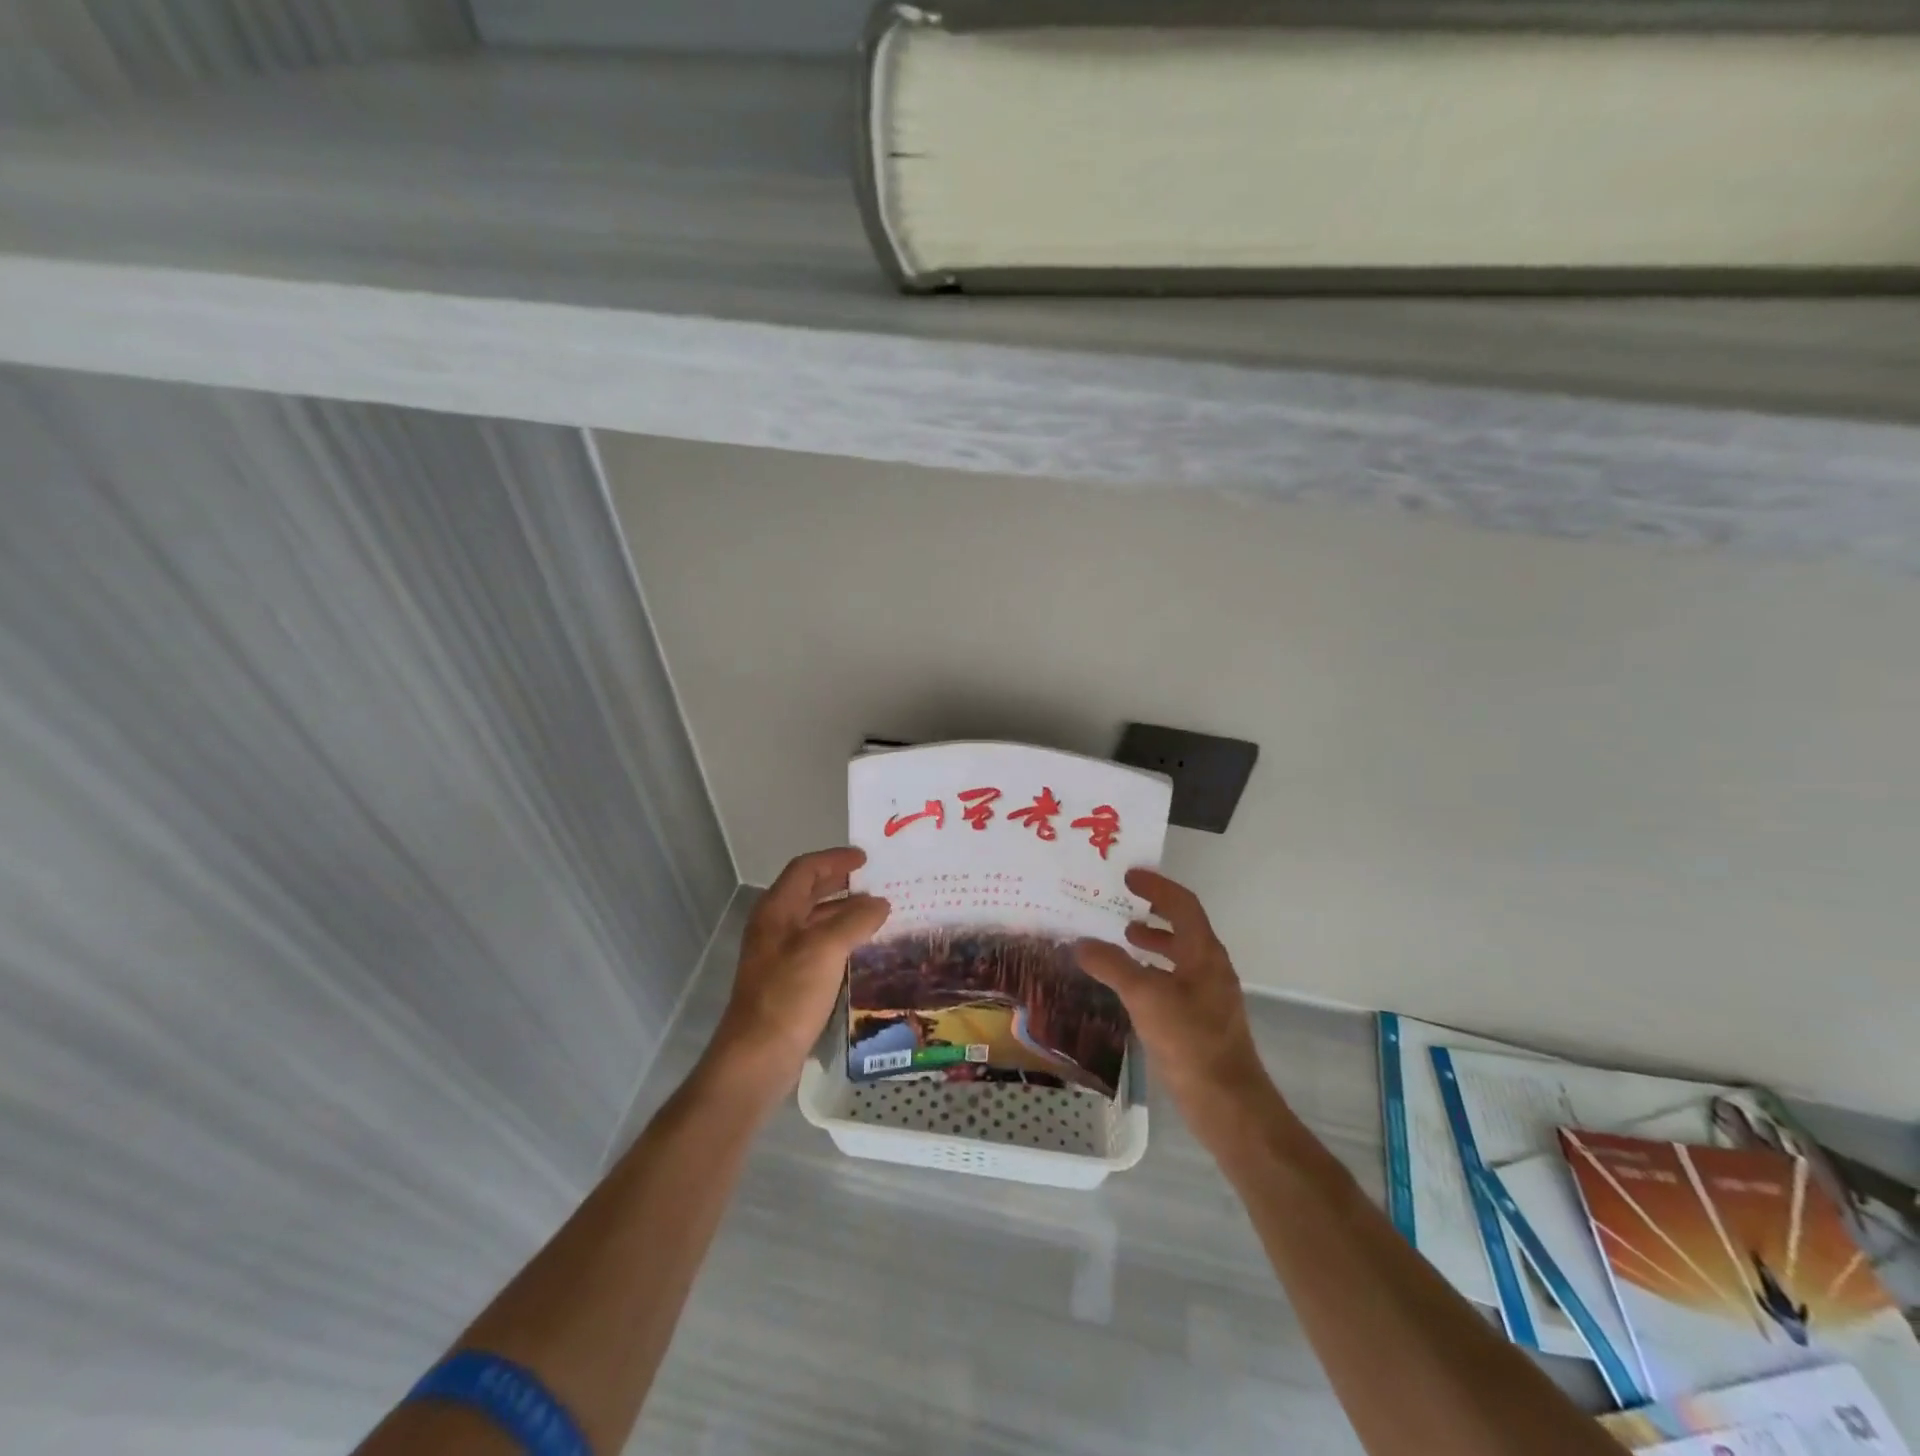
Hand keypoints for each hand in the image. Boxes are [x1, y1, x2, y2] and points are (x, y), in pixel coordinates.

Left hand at [708, 847, 889, 1097]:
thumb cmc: (789, 994)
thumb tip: (880, 903)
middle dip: (842, 883)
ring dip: (845, 913)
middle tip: (877, 882)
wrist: (758, 1056)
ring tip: (879, 914)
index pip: (806, 869)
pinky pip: (819, 947)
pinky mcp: (789, 981)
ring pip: (816, 921)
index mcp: (777, 910)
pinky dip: (842, 940)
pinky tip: (864, 950)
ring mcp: (780, 955)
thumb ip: (855, 920)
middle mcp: (775, 926)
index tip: (867, 858)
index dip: (836, 859)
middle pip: (809, 892)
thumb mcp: (826, 949)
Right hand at [1076, 869, 1281, 1146]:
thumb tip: (1080, 943)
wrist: (1227, 1103)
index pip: (1182, 904)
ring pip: (1177, 955)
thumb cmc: (1190, 1041)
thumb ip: (1112, 965)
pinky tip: (1128, 985)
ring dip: (1151, 942)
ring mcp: (1207, 995)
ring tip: (1120, 940)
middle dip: (1152, 913)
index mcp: (1204, 953)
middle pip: (1182, 926)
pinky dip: (1151, 971)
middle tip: (1118, 905)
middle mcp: (1209, 967)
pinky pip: (1173, 980)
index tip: (1128, 876)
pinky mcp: (1200, 1020)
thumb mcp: (1145, 997)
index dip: (1156, 886)